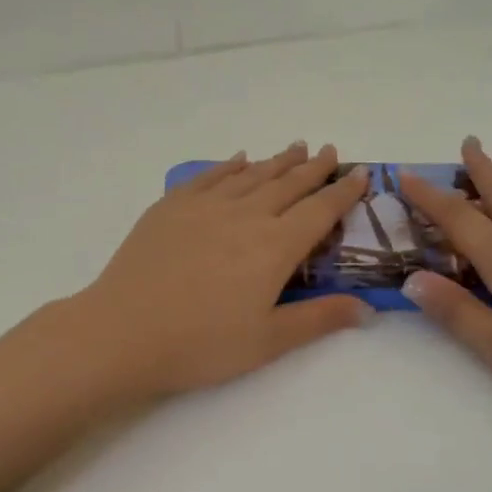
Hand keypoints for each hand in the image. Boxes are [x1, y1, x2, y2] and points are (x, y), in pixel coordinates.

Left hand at [74, 143, 373, 399]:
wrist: (123, 332)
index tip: (361, 173)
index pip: (319, 211)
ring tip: (296, 147)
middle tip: (330, 151)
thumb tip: (368, 308)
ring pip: (251, 174)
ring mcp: (205, 206)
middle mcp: (245, 215)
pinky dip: (230, 165)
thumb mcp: (268, 340)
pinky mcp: (172, 206)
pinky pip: (210, 176)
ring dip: (277, 160)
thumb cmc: (201, 344)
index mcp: (274, 246)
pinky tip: (239, 158)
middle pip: (288, 184)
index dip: (344, 192)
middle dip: (313, 168)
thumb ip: (319, 319)